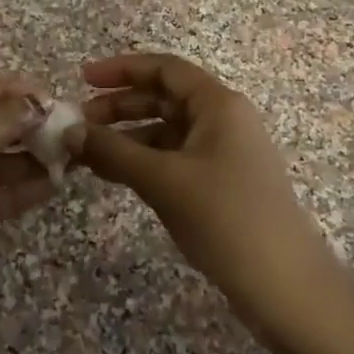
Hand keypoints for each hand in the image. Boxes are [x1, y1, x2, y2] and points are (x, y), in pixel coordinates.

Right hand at [67, 53, 341, 341]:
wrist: (284, 285)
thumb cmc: (224, 218)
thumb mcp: (162, 180)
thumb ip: (113, 151)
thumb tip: (69, 132)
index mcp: (218, 104)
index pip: (165, 69)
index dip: (122, 68)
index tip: (82, 78)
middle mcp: (223, 120)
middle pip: (163, 98)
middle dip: (119, 106)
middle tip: (78, 124)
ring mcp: (223, 153)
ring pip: (166, 131)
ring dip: (126, 138)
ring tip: (86, 155)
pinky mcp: (220, 183)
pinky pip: (173, 159)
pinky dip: (142, 162)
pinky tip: (113, 175)